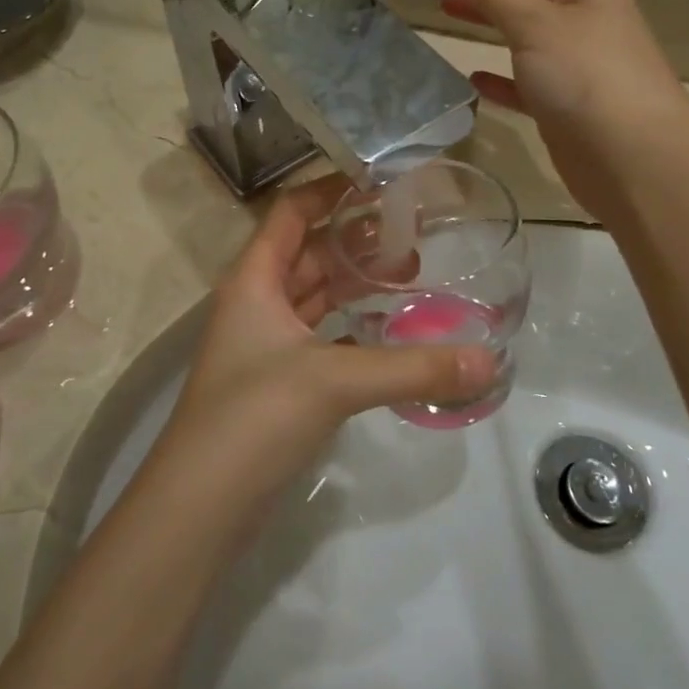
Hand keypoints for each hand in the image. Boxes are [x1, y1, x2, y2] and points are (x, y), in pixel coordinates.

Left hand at [155, 175, 497, 512]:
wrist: (200, 507)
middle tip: (414, 234)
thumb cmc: (254, 417)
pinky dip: (353, 328)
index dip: (330, 190)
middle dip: (357, 240)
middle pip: (309, 252)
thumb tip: (488, 360)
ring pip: (316, 296)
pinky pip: (322, 337)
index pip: (291, 212)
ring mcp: (265, 344)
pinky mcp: (278, 382)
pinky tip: (389, 331)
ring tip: (412, 275)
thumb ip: (412, 368)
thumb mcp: (334, 381)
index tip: (380, 181)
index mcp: (255, 279)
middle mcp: (257, 302)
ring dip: (356, 283)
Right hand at [408, 0, 688, 220]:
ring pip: (518, 24)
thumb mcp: (536, 24)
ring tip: (439, 6)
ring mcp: (574, 54)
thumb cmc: (587, 80)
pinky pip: (523, 75)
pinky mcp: (565, 97)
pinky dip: (498, 72)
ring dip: (483, 14)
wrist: (638, 162)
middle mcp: (579, 8)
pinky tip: (473, 76)